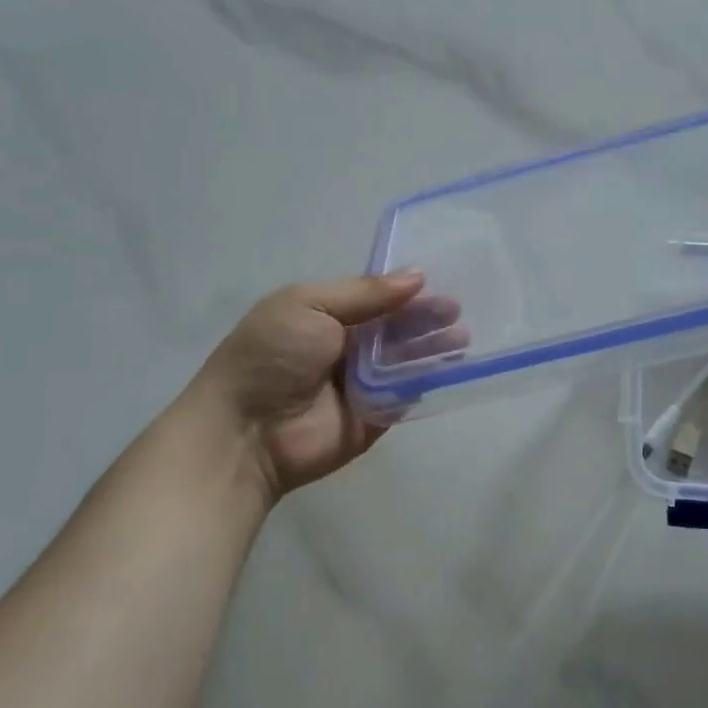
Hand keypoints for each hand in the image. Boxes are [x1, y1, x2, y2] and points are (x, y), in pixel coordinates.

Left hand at [199, 274, 458, 502]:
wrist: (245, 432)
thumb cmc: (271, 357)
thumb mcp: (308, 305)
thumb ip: (364, 293)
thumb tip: (417, 275)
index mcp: (328, 315)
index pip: (377, 298)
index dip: (407, 291)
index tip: (440, 282)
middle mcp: (348, 346)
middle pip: (397, 328)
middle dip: (426, 318)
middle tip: (457, 311)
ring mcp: (363, 383)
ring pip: (407, 359)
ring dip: (433, 347)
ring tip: (462, 338)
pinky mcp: (376, 415)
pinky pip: (407, 393)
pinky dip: (429, 380)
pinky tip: (454, 367)